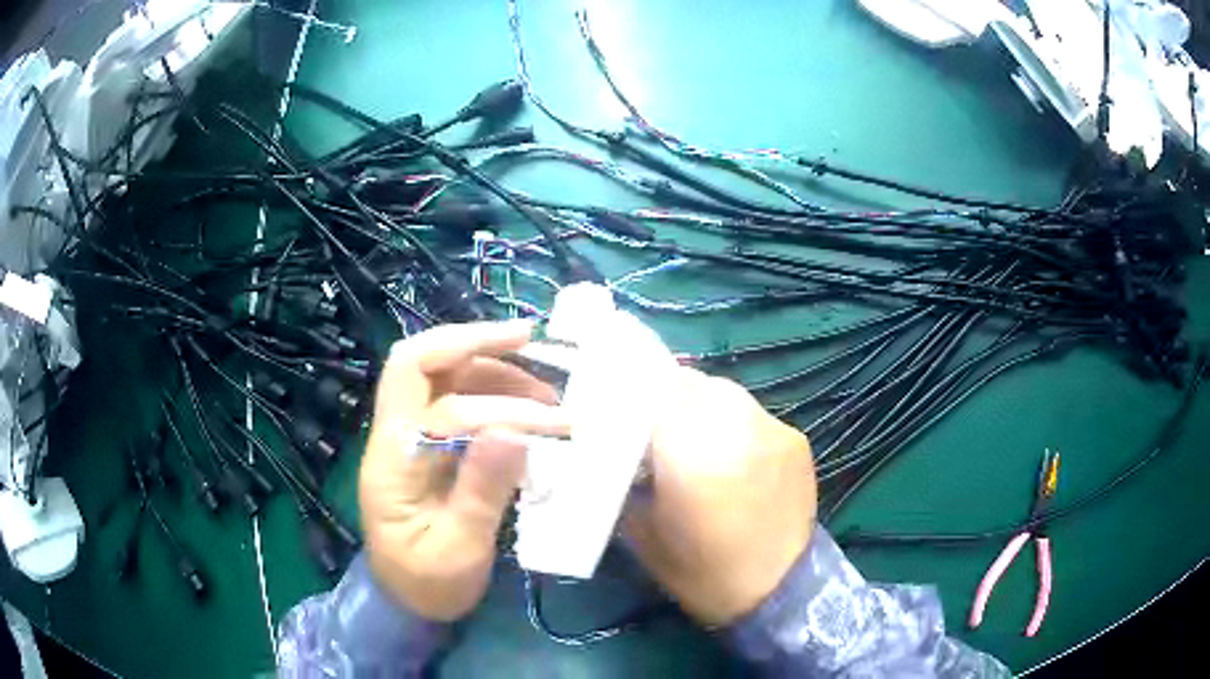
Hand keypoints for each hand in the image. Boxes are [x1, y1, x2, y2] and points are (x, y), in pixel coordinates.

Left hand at [359, 320, 568, 620]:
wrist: (404, 601)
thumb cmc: (428, 583)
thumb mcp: (459, 550)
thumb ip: (482, 491)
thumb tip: (516, 432)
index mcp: (392, 463)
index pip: (442, 409)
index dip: (500, 409)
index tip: (555, 424)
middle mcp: (393, 436)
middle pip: (417, 362)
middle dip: (471, 341)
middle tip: (528, 336)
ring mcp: (407, 436)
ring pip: (438, 374)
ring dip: (488, 365)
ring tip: (542, 385)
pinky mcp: (426, 444)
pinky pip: (452, 397)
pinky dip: (488, 387)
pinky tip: (523, 400)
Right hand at [623, 367, 815, 625]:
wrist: (778, 591)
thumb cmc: (702, 573)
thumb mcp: (643, 532)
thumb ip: (626, 480)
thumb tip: (615, 446)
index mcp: (690, 458)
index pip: (654, 392)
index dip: (633, 394)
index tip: (621, 411)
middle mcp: (734, 431)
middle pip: (690, 383)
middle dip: (667, 396)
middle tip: (655, 424)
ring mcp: (771, 431)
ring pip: (724, 392)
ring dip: (701, 405)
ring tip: (695, 436)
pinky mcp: (795, 440)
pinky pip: (753, 413)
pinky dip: (734, 423)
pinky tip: (732, 454)